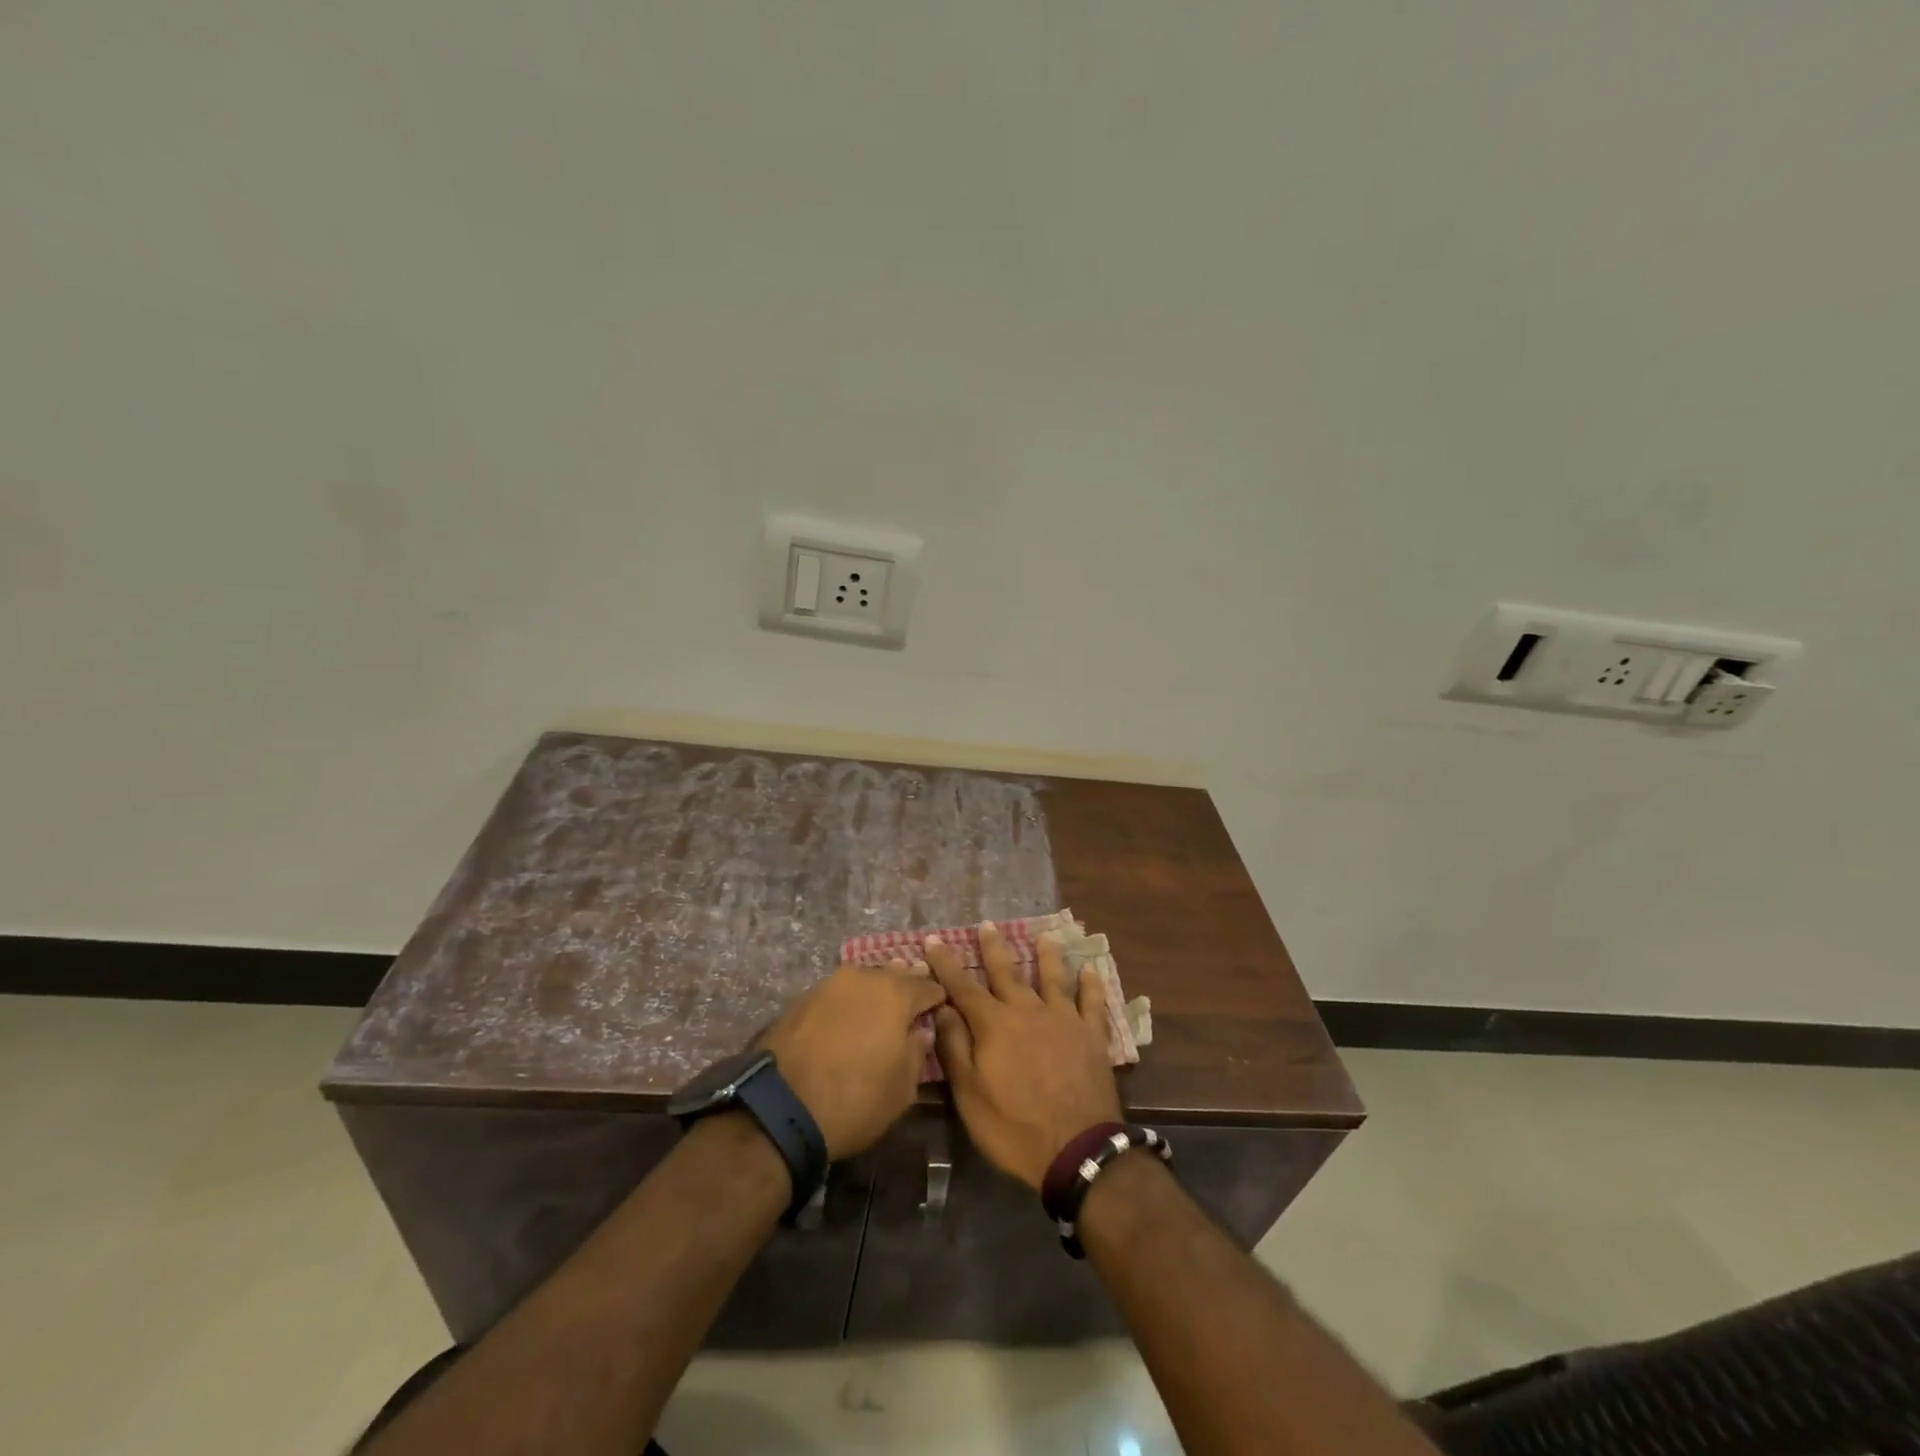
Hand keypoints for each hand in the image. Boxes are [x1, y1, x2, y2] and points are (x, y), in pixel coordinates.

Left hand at [761, 962, 946, 1159]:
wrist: (781, 1108)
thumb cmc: (855, 1100)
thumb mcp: (902, 1089)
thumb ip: (917, 1053)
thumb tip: (921, 1031)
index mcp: (896, 994)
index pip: (927, 986)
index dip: (937, 996)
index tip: (942, 1005)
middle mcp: (864, 978)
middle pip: (894, 974)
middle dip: (906, 983)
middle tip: (914, 995)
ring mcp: (829, 984)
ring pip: (862, 979)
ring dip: (874, 989)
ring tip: (880, 1003)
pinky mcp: (802, 999)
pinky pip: (837, 993)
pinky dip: (848, 1000)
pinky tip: (849, 1015)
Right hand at [926, 922, 1122, 1189]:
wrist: (1076, 1148)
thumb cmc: (1013, 1127)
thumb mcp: (969, 1094)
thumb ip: (955, 1046)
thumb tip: (943, 1008)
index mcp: (994, 1024)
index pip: (963, 986)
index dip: (946, 963)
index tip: (933, 940)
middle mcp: (1028, 1010)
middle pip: (1008, 972)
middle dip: (994, 948)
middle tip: (987, 925)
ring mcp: (1063, 1020)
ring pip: (1053, 978)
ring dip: (1048, 956)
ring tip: (1044, 937)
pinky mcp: (1091, 1035)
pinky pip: (1092, 1003)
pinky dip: (1092, 985)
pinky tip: (1091, 970)